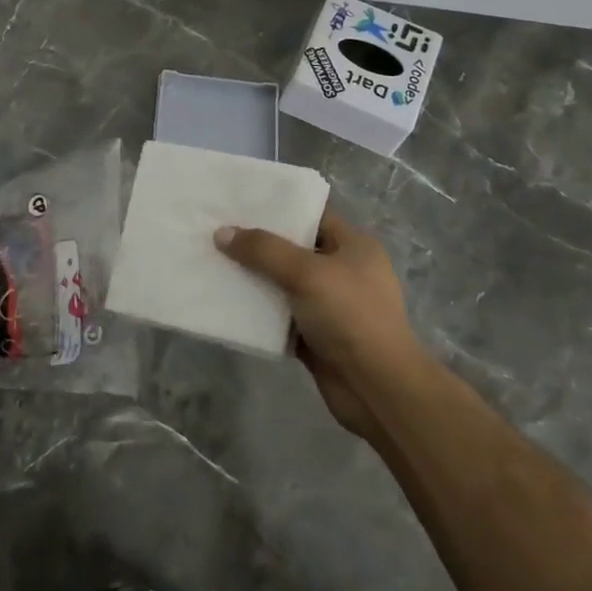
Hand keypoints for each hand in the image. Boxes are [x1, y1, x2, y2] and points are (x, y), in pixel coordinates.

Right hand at [214, 209, 425, 440]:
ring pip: (283, 284)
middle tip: (217, 232)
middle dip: (258, 244)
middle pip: (293, 250)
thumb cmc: (350, 316)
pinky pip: (280, 317)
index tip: (239, 203)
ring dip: (254, 279)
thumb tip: (221, 233)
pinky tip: (226, 303)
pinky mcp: (315, 336)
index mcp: (354, 247)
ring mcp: (329, 306)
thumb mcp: (307, 273)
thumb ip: (263, 250)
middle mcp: (343, 272)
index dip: (278, 208)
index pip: (312, 215)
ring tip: (214, 263)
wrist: (377, 388)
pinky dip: (258, 312)